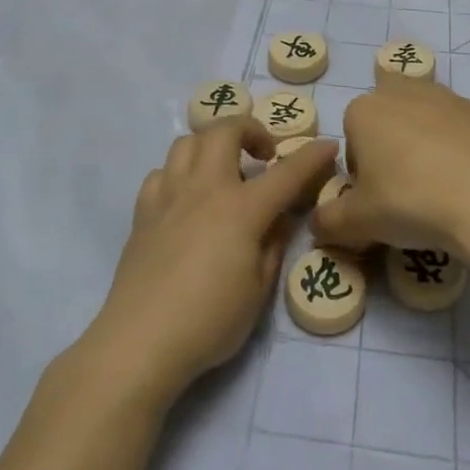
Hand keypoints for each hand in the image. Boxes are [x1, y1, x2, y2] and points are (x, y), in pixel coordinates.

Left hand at [87, 120, 337, 407]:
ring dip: (211, 145)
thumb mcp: (258, 289)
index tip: (328, 145)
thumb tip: (280, 217)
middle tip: (263, 155)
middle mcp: (205, 188)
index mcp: (241, 209)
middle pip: (225, 131)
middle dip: (250, 130)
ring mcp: (169, 195)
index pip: (286, 173)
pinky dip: (178, 174)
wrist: (141, 340)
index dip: (311, 156)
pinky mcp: (143, 211)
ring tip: (222, 170)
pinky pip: (161, 172)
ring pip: (188, 141)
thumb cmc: (209, 321)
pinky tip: (185, 198)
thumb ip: (273, 244)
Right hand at [314, 75, 469, 260]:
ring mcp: (444, 96)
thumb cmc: (410, 201)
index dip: (360, 173)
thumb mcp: (356, 222)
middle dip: (389, 149)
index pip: (350, 140)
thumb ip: (327, 221)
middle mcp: (400, 92)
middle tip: (404, 192)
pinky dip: (457, 150)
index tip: (375, 200)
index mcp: (363, 110)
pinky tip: (466, 182)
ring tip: (437, 188)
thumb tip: (316, 224)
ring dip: (423, 146)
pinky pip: (457, 130)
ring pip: (422, 121)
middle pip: (386, 122)